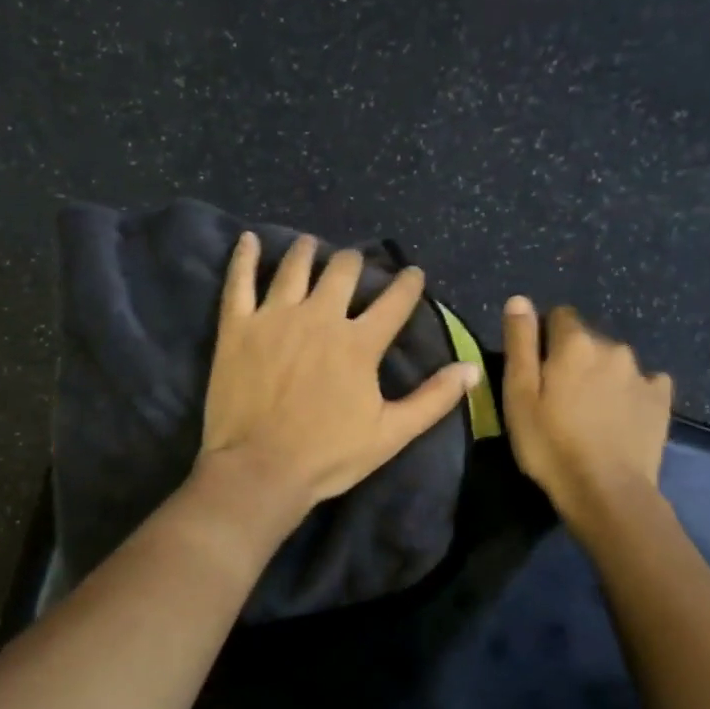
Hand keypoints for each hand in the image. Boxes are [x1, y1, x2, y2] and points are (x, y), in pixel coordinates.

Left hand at [197, 233, 479, 516]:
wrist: (259, 469)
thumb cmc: (328, 456)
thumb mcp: (391, 434)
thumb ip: (433, 399)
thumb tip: (472, 369)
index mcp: (359, 342)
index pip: (394, 301)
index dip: (409, 284)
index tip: (414, 274)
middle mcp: (320, 317)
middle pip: (343, 271)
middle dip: (355, 262)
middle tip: (355, 262)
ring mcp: (275, 317)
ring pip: (295, 268)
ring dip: (307, 251)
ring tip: (311, 243)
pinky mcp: (237, 327)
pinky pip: (239, 281)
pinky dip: (244, 257)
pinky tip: (248, 239)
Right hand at [502, 297, 673, 518]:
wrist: (607, 491)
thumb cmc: (551, 444)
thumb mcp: (519, 395)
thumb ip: (520, 343)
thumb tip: (519, 299)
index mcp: (574, 343)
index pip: (558, 316)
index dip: (544, 338)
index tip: (536, 370)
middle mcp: (612, 347)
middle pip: (587, 340)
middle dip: (573, 358)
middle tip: (559, 397)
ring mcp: (642, 373)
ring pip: (614, 361)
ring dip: (601, 375)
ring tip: (590, 411)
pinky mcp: (661, 399)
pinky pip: (645, 382)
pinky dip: (631, 392)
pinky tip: (621, 416)